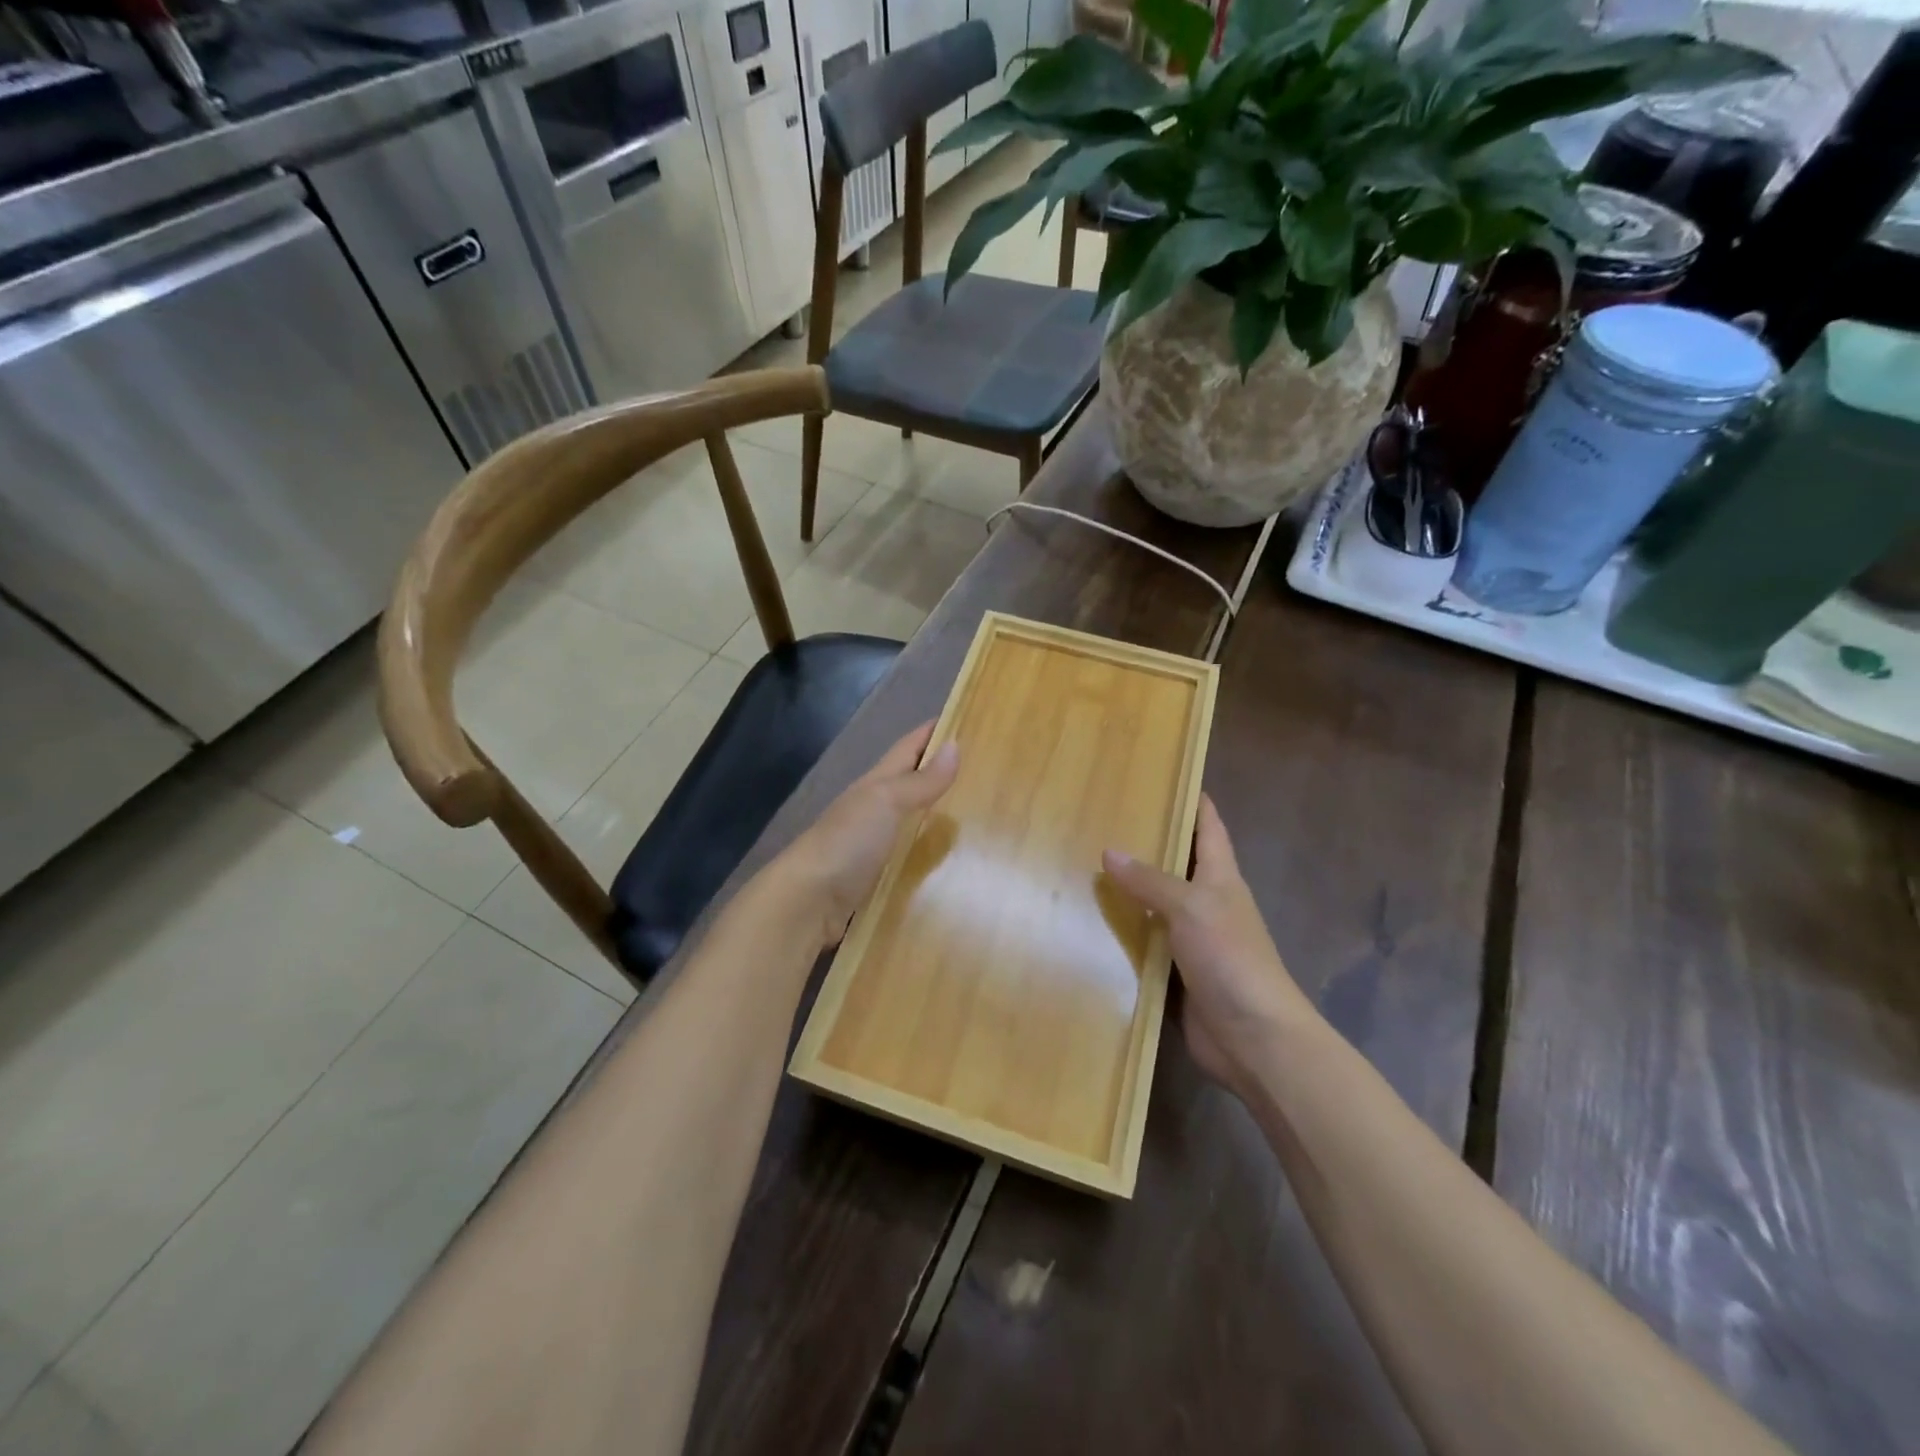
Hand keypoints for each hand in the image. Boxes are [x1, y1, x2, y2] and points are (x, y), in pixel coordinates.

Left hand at [776, 722, 959, 948]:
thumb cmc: (847, 842)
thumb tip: (955, 745)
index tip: (966, 714)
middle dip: (942, 773)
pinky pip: (910, 859)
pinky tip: (955, 864)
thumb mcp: (885, 803)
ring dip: (939, 816)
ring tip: (981, 817)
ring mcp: (874, 846)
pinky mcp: (877, 879)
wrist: (806, 904)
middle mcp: (874, 810)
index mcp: (875, 785)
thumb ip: (920, 781)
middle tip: (987, 770)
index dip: (932, 731)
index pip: (908, 748)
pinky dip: (930, 856)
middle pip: (911, 783)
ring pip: (912, 822)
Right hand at [1103, 795, 1314, 1095]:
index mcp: (1221, 878)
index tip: (1165, 776)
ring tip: (1084, 865)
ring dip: (1129, 890)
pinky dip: (1123, 932)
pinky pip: (1145, 943)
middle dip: (1147, 842)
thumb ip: (1150, 881)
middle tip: (1103, 818)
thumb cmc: (1231, 959)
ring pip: (1156, 904)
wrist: (1254, 1038)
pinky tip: (1090, 924)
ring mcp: (1192, 940)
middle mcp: (1208, 903)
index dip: (1193, 800)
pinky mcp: (1176, 973)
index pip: (1209, 827)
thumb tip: (1108, 852)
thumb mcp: (1191, 908)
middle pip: (1177, 863)